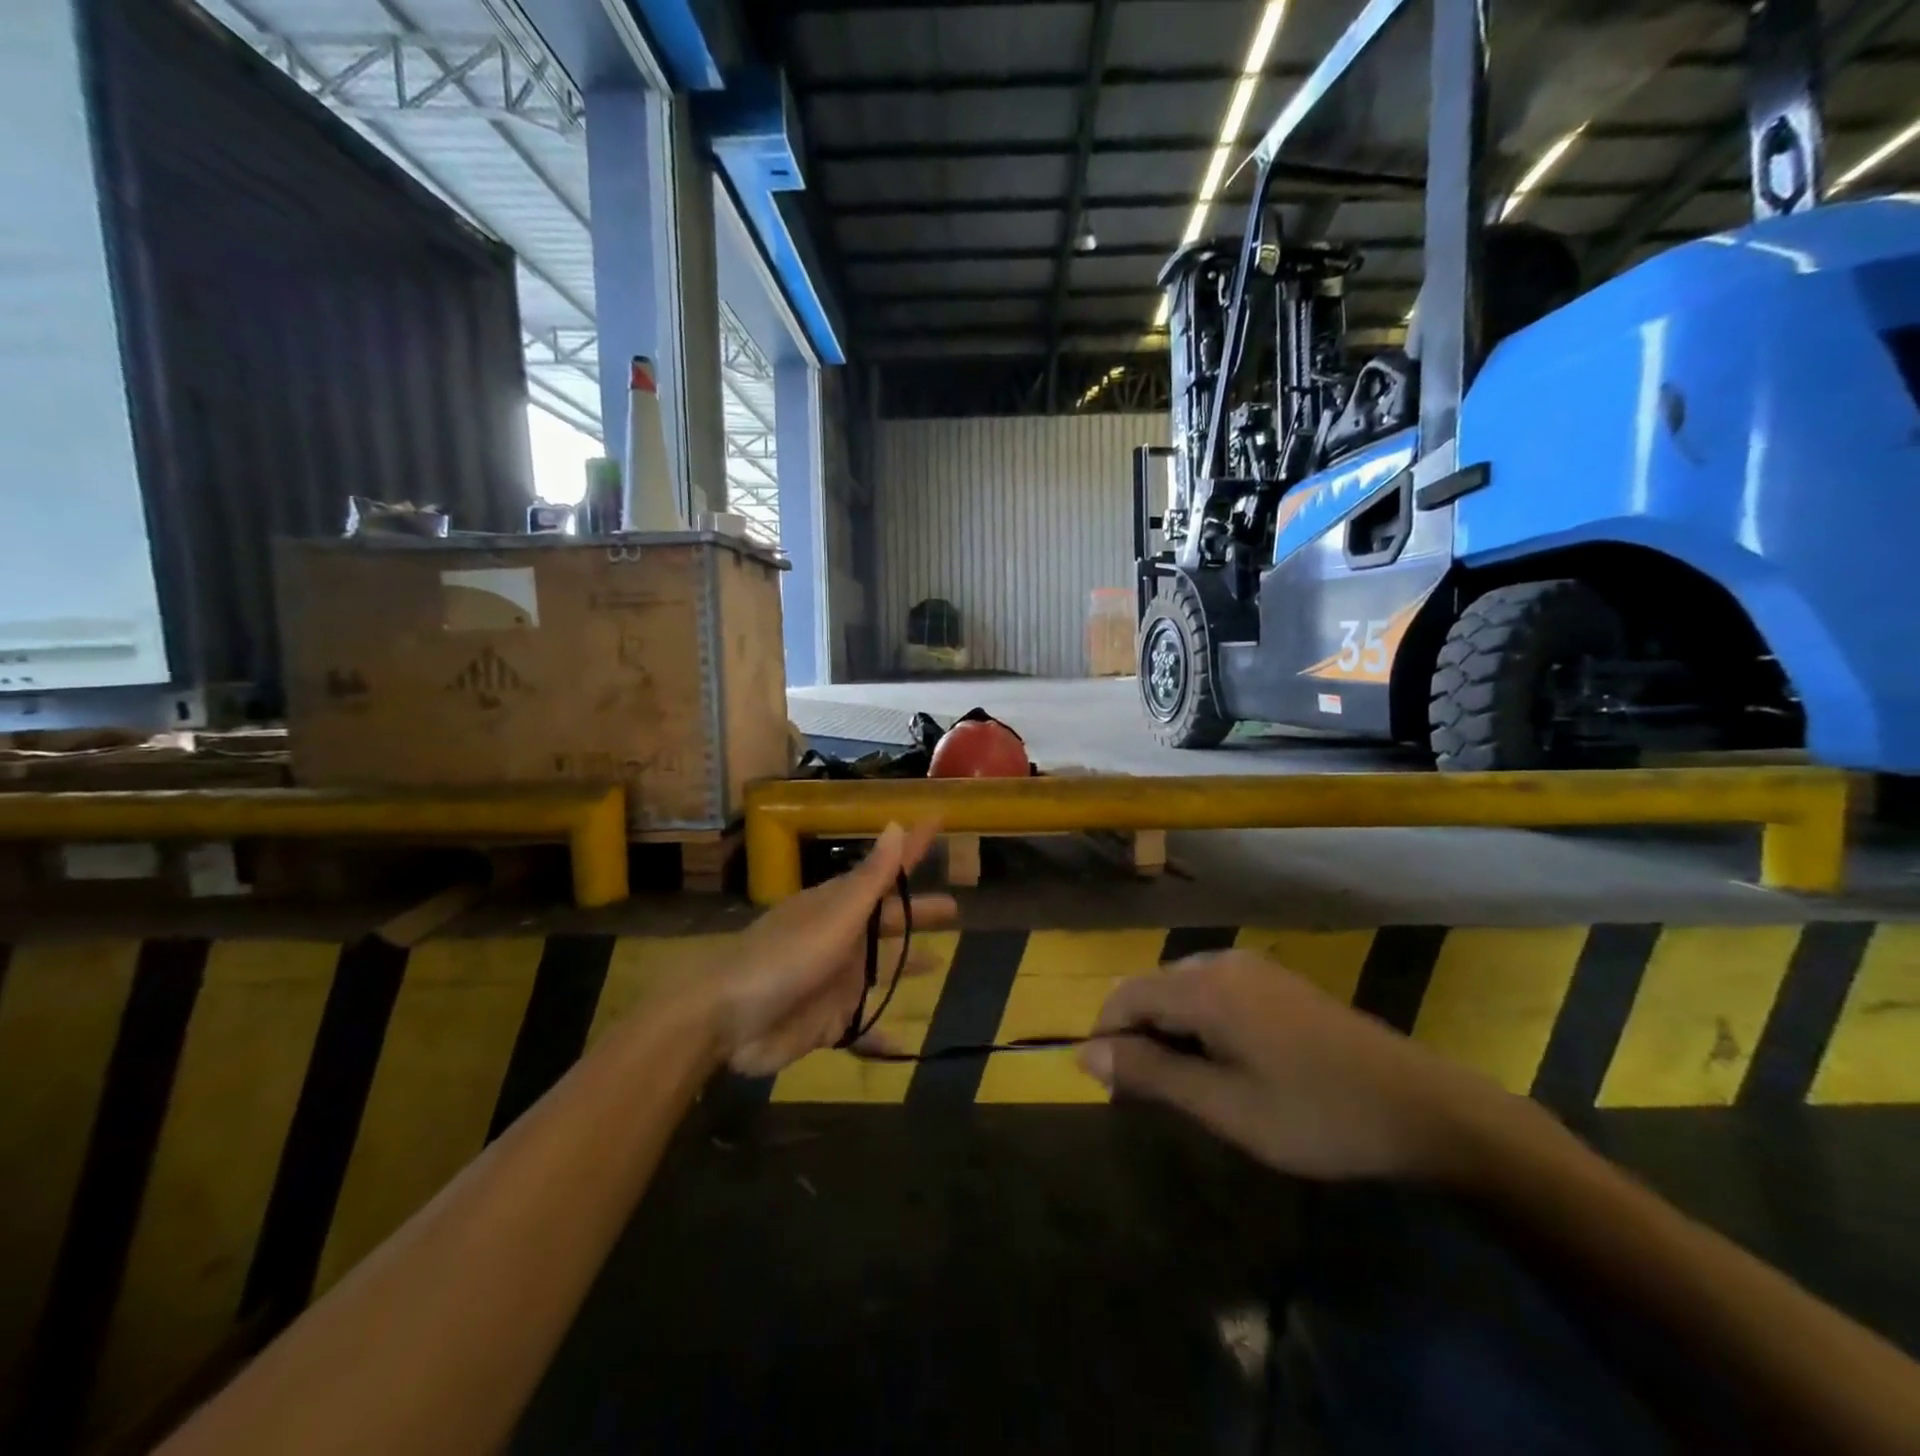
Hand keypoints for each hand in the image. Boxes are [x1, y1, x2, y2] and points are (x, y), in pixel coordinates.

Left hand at [708, 822, 955, 1075]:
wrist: (727, 1021)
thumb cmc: (785, 959)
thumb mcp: (835, 917)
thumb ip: (870, 880)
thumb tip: (896, 824)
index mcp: (841, 906)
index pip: (886, 869)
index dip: (912, 847)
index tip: (938, 821)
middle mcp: (841, 937)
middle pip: (889, 921)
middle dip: (918, 913)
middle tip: (954, 910)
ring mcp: (834, 979)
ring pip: (878, 968)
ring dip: (905, 963)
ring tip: (938, 963)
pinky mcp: (828, 1020)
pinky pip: (864, 1025)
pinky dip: (883, 1034)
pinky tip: (905, 1042)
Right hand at [1079, 951, 1516, 1180]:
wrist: (1421, 1107)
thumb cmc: (1315, 1114)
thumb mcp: (1224, 1106)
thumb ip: (1151, 1074)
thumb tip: (1085, 1053)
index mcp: (1204, 986)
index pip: (1125, 995)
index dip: (1106, 1038)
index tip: (1109, 1089)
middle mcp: (1222, 963)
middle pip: (1153, 989)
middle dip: (1139, 1037)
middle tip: (1149, 1098)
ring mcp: (1254, 969)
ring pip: (1183, 991)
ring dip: (1170, 1033)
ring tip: (1187, 1087)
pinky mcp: (1277, 982)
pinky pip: (1216, 993)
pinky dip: (1201, 1025)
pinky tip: (1226, 1065)